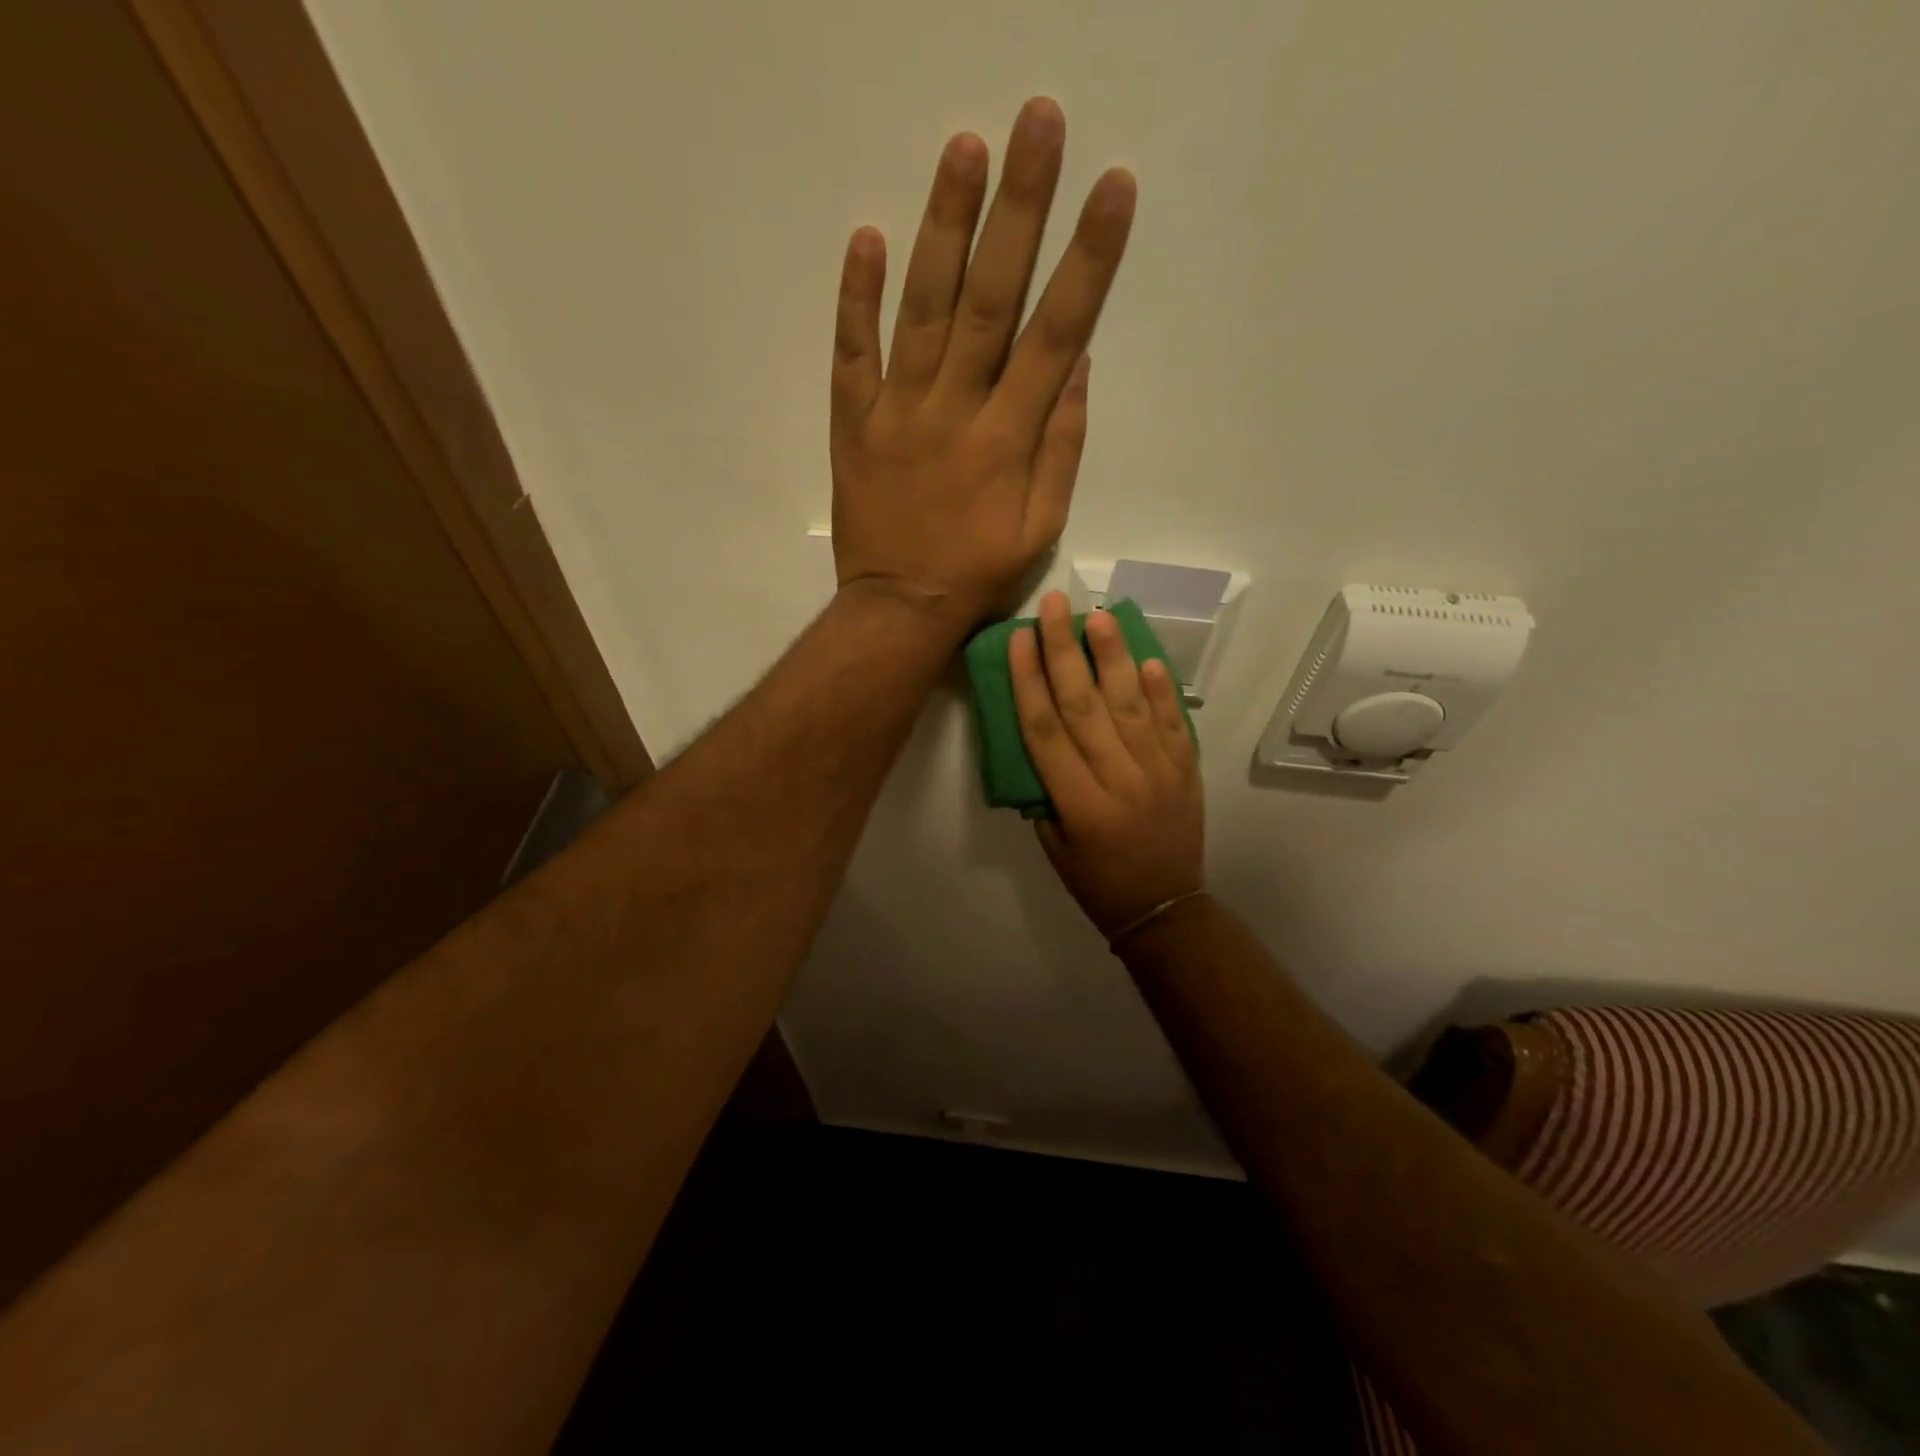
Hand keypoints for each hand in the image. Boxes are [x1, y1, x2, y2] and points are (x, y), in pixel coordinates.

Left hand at [830, 99, 1136, 632]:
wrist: (900, 610)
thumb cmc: (978, 575)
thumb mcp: (1041, 529)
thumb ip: (1062, 449)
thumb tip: (1075, 368)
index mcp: (1009, 438)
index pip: (1056, 333)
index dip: (1088, 260)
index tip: (1113, 189)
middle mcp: (955, 410)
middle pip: (992, 299)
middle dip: (1020, 209)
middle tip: (1038, 123)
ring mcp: (898, 412)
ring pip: (923, 309)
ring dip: (944, 228)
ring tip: (964, 149)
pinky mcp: (854, 424)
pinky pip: (852, 354)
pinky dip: (856, 298)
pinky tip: (866, 237)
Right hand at [1011, 591, 1204, 937]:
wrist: (1165, 907)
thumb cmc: (1097, 881)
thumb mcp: (1053, 845)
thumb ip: (1043, 790)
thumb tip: (1038, 735)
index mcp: (1079, 804)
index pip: (1045, 730)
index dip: (1029, 680)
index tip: (1020, 638)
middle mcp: (1118, 780)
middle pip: (1085, 705)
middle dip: (1065, 651)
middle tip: (1056, 606)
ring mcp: (1159, 773)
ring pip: (1131, 705)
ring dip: (1113, 657)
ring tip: (1100, 616)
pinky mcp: (1186, 771)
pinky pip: (1174, 723)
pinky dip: (1161, 690)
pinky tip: (1147, 658)